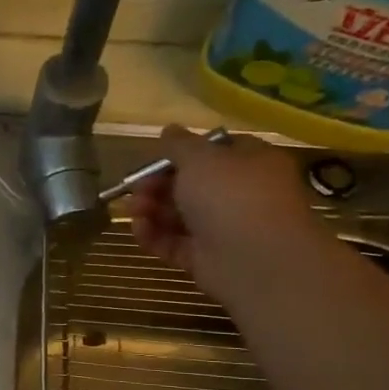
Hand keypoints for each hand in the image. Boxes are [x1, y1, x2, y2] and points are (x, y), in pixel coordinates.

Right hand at [127, 125, 324, 301]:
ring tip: (132, 210)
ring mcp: (223, 229)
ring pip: (180, 216)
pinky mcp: (206, 259)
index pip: (215, 152)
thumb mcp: (200, 158)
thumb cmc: (231, 195)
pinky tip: (139, 230)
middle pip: (191, 186)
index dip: (183, 154)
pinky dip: (155, 236)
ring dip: (151, 210)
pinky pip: (175, 244)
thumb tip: (169, 129)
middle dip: (158, 185)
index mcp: (250, 163)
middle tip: (136, 188)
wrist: (256, 259)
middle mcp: (240, 195)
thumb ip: (179, 144)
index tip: (156, 158)